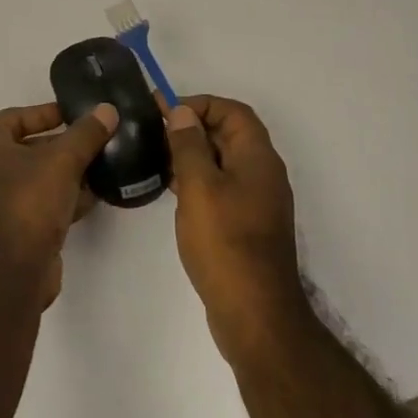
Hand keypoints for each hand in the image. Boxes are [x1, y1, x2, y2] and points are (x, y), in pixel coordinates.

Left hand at [0, 102, 117, 305]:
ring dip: (66, 173)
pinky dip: (62, 198)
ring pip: (36, 179)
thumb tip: (107, 110)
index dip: (46, 113)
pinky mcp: (12, 231)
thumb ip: (86, 134)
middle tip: (94, 141)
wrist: (10, 272)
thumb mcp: (62, 160)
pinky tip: (92, 197)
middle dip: (62, 145)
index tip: (77, 114)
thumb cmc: (28, 201)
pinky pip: (39, 205)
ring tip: (100, 167)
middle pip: (27, 148)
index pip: (15, 117)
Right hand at [164, 95, 310, 365]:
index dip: (200, 104)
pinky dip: (198, 179)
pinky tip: (172, 190)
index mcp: (258, 158)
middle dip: (193, 126)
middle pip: (229, 134)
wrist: (254, 314)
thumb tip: (182, 112)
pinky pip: (222, 187)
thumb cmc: (225, 242)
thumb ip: (189, 145)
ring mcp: (256, 201)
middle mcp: (263, 174)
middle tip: (154, 131)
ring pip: (223, 162)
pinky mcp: (246, 225)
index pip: (233, 111)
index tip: (166, 111)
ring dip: (193, 153)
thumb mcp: (199, 187)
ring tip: (156, 156)